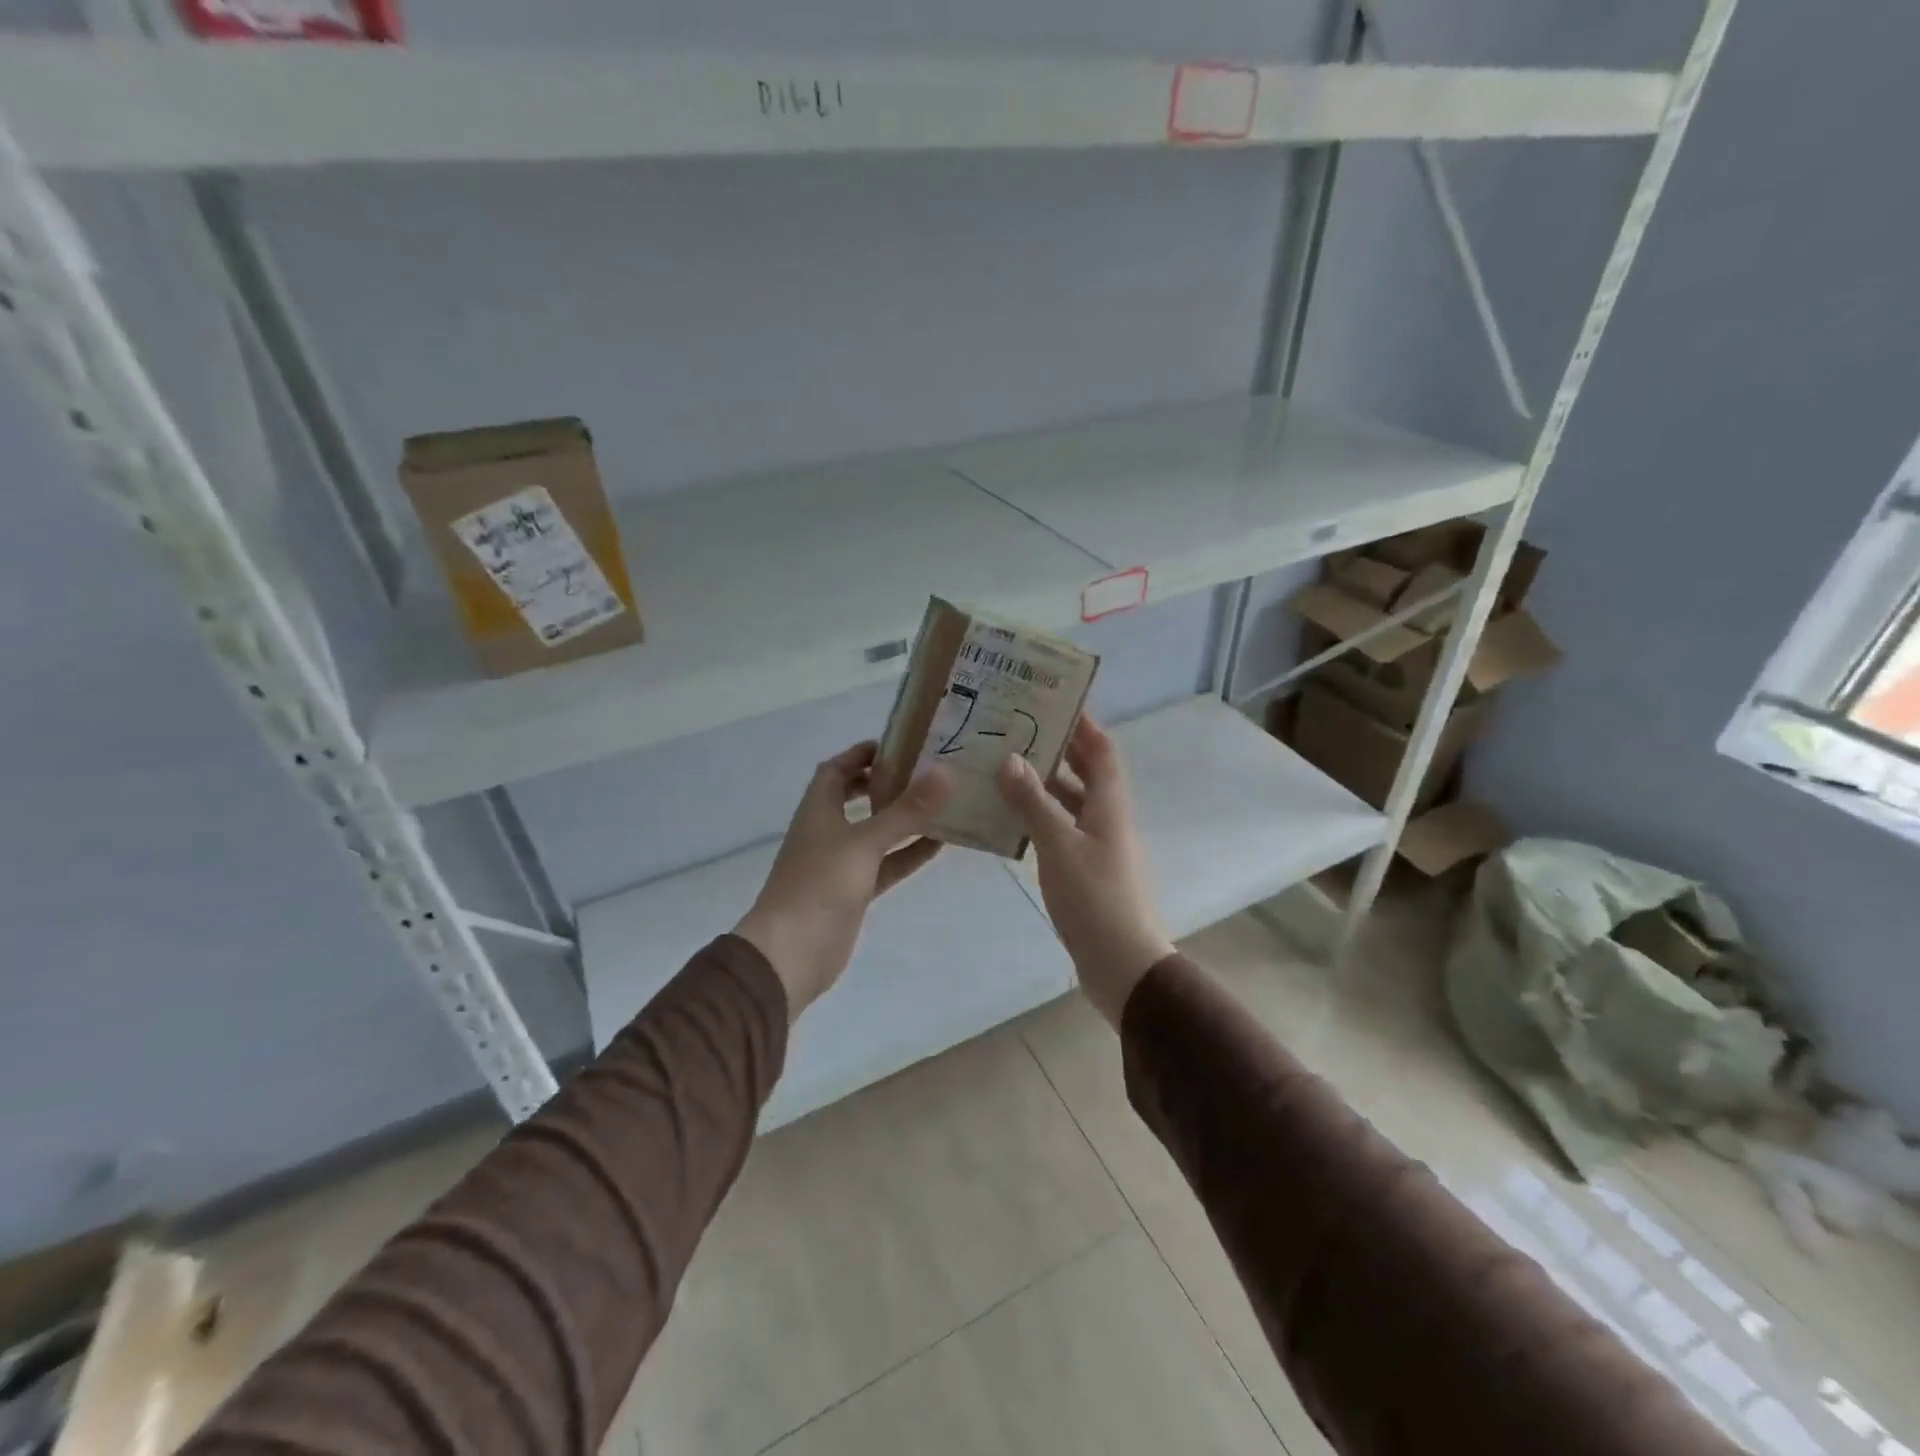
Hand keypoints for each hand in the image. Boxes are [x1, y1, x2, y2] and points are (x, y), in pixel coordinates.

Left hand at [735, 742, 951, 1019]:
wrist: (791, 954)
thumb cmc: (820, 885)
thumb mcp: (865, 842)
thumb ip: (906, 810)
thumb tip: (946, 772)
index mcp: (818, 809)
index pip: (836, 769)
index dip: (861, 754)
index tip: (899, 744)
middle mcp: (827, 831)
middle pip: (855, 797)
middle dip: (885, 783)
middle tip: (924, 772)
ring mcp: (840, 864)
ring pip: (875, 832)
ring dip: (902, 819)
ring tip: (941, 803)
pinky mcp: (854, 892)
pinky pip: (886, 864)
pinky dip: (907, 853)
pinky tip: (940, 845)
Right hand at [996, 716, 1172, 1026]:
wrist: (1123, 965)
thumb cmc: (1095, 899)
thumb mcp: (1060, 847)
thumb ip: (1034, 803)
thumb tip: (1010, 759)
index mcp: (1109, 806)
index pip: (1102, 751)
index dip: (1084, 724)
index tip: (1055, 700)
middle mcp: (1107, 819)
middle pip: (1086, 773)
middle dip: (1058, 749)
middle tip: (1017, 730)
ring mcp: (1097, 847)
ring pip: (1070, 803)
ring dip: (1043, 785)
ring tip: (1003, 768)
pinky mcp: (1085, 872)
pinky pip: (1061, 831)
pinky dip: (1039, 818)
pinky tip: (1009, 819)